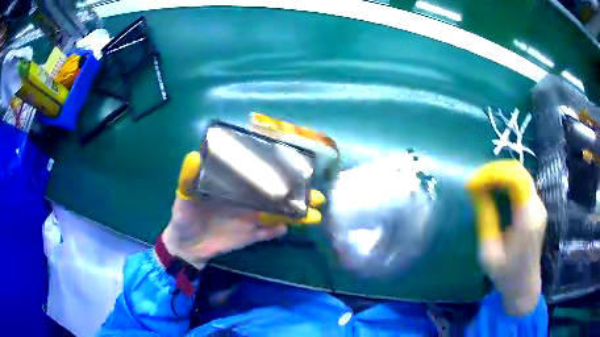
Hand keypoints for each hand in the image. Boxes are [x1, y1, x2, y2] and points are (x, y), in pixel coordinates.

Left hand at [162, 151, 324, 268]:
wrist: (186, 244)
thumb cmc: (185, 216)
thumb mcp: (184, 195)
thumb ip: (189, 178)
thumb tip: (193, 155)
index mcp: (235, 186)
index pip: (258, 173)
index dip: (276, 167)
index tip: (294, 161)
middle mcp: (247, 199)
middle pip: (275, 193)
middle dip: (296, 192)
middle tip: (315, 191)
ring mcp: (250, 218)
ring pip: (277, 214)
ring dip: (295, 213)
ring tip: (314, 214)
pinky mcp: (250, 236)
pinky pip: (267, 233)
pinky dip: (276, 232)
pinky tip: (286, 230)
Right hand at [467, 160, 546, 315]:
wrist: (524, 286)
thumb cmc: (505, 274)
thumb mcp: (489, 251)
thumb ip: (486, 218)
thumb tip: (475, 189)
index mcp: (527, 220)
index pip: (516, 179)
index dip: (494, 173)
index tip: (473, 182)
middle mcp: (537, 207)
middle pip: (520, 172)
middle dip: (496, 170)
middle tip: (476, 180)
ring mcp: (539, 206)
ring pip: (521, 175)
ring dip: (501, 175)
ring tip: (482, 183)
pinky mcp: (537, 208)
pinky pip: (522, 185)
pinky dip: (507, 182)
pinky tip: (495, 191)